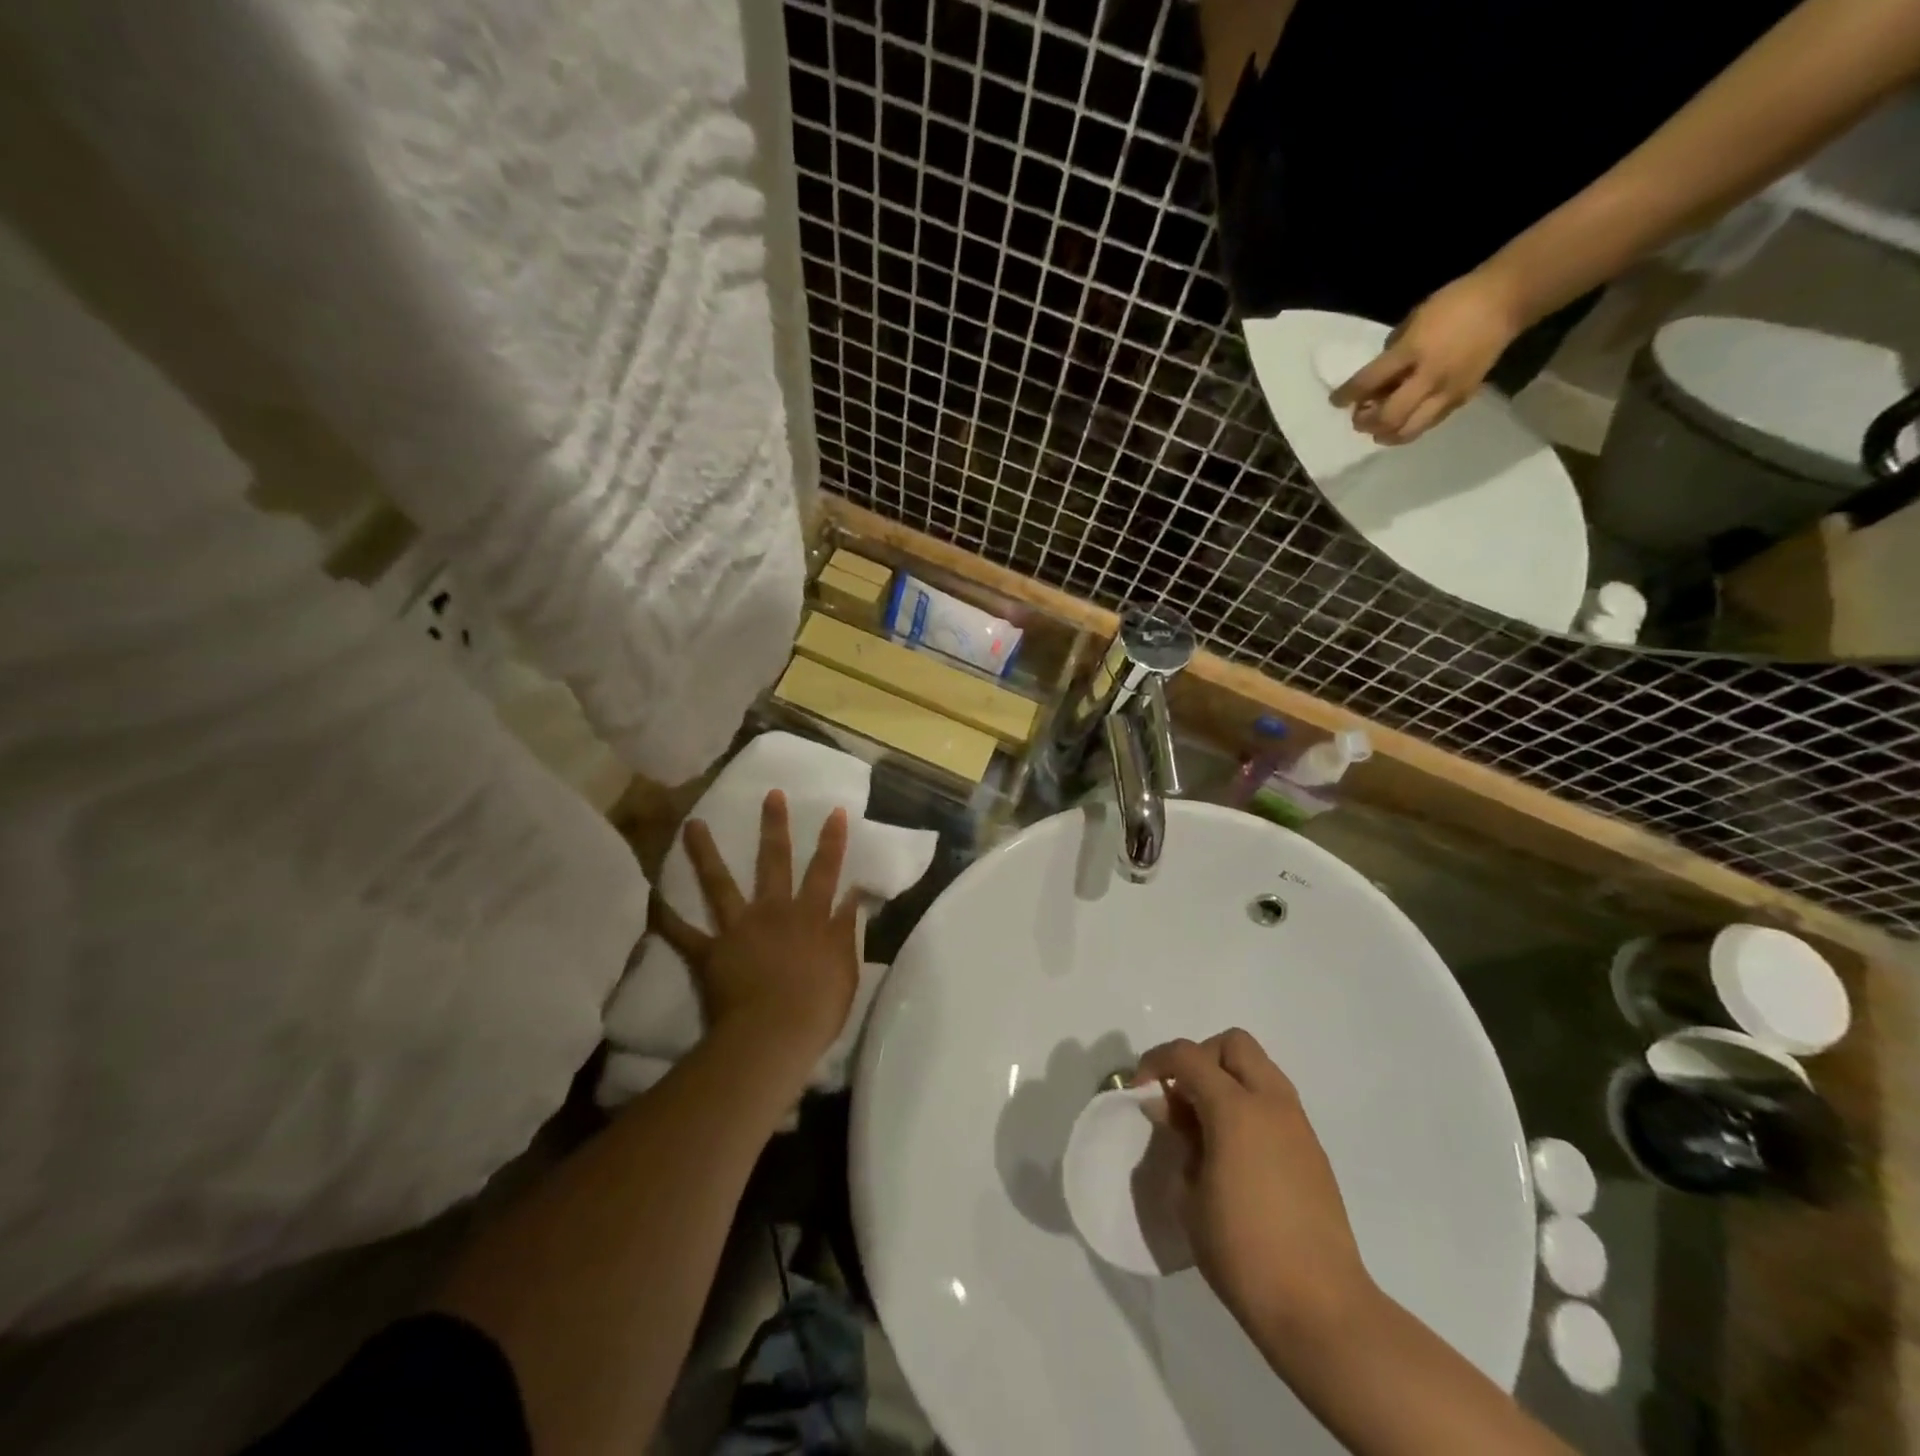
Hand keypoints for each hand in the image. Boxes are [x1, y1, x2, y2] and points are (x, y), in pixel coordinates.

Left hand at [655, 790, 860, 1067]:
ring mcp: (739, 928)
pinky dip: (666, 918)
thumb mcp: (846, 967)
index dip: (831, 840)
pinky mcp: (711, 952)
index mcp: (810, 915)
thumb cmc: (818, 1006)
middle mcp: (774, 911)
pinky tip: (652, 899)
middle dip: (774, 826)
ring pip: (720, 883)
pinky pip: (683, 934)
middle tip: (771, 795)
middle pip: (774, 862)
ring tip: (692, 824)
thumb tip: (853, 895)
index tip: (833, 810)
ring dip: (704, 853)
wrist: (774, 1034)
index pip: (826, 870)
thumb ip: (846, 928)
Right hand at [1134, 1030, 1374, 1347]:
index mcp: (1236, 1108)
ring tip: (1205, 1125)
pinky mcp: (1312, 1150)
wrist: (1321, 1308)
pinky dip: (1249, 1106)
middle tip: (1181, 1097)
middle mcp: (1271, 1103)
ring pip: (1259, 1068)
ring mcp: (1298, 1125)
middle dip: (1200, 1058)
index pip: (1187, 1055)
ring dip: (1227, 1079)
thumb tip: (1171, 1111)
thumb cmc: (1243, 1252)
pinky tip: (1234, 1151)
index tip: (1140, 1089)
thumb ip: (1180, 1140)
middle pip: (1233, 1044)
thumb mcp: (1190, 1195)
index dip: (1156, 1062)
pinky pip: (1274, 1102)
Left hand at [1330, 267, 1527, 443]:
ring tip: (1379, 427)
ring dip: (1386, 434)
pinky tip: (1403, 421)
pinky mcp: (1462, 398)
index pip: (1368, 382)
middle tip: (1359, 417)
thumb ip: (1392, 353)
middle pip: (1387, 417)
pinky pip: (1428, 424)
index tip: (1335, 401)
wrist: (1507, 300)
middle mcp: (1429, 376)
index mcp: (1413, 351)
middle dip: (1366, 422)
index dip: (1346, 395)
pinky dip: (1409, 428)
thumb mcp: (1414, 321)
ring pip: (1408, 430)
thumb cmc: (1454, 303)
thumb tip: (1377, 380)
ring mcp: (1447, 391)